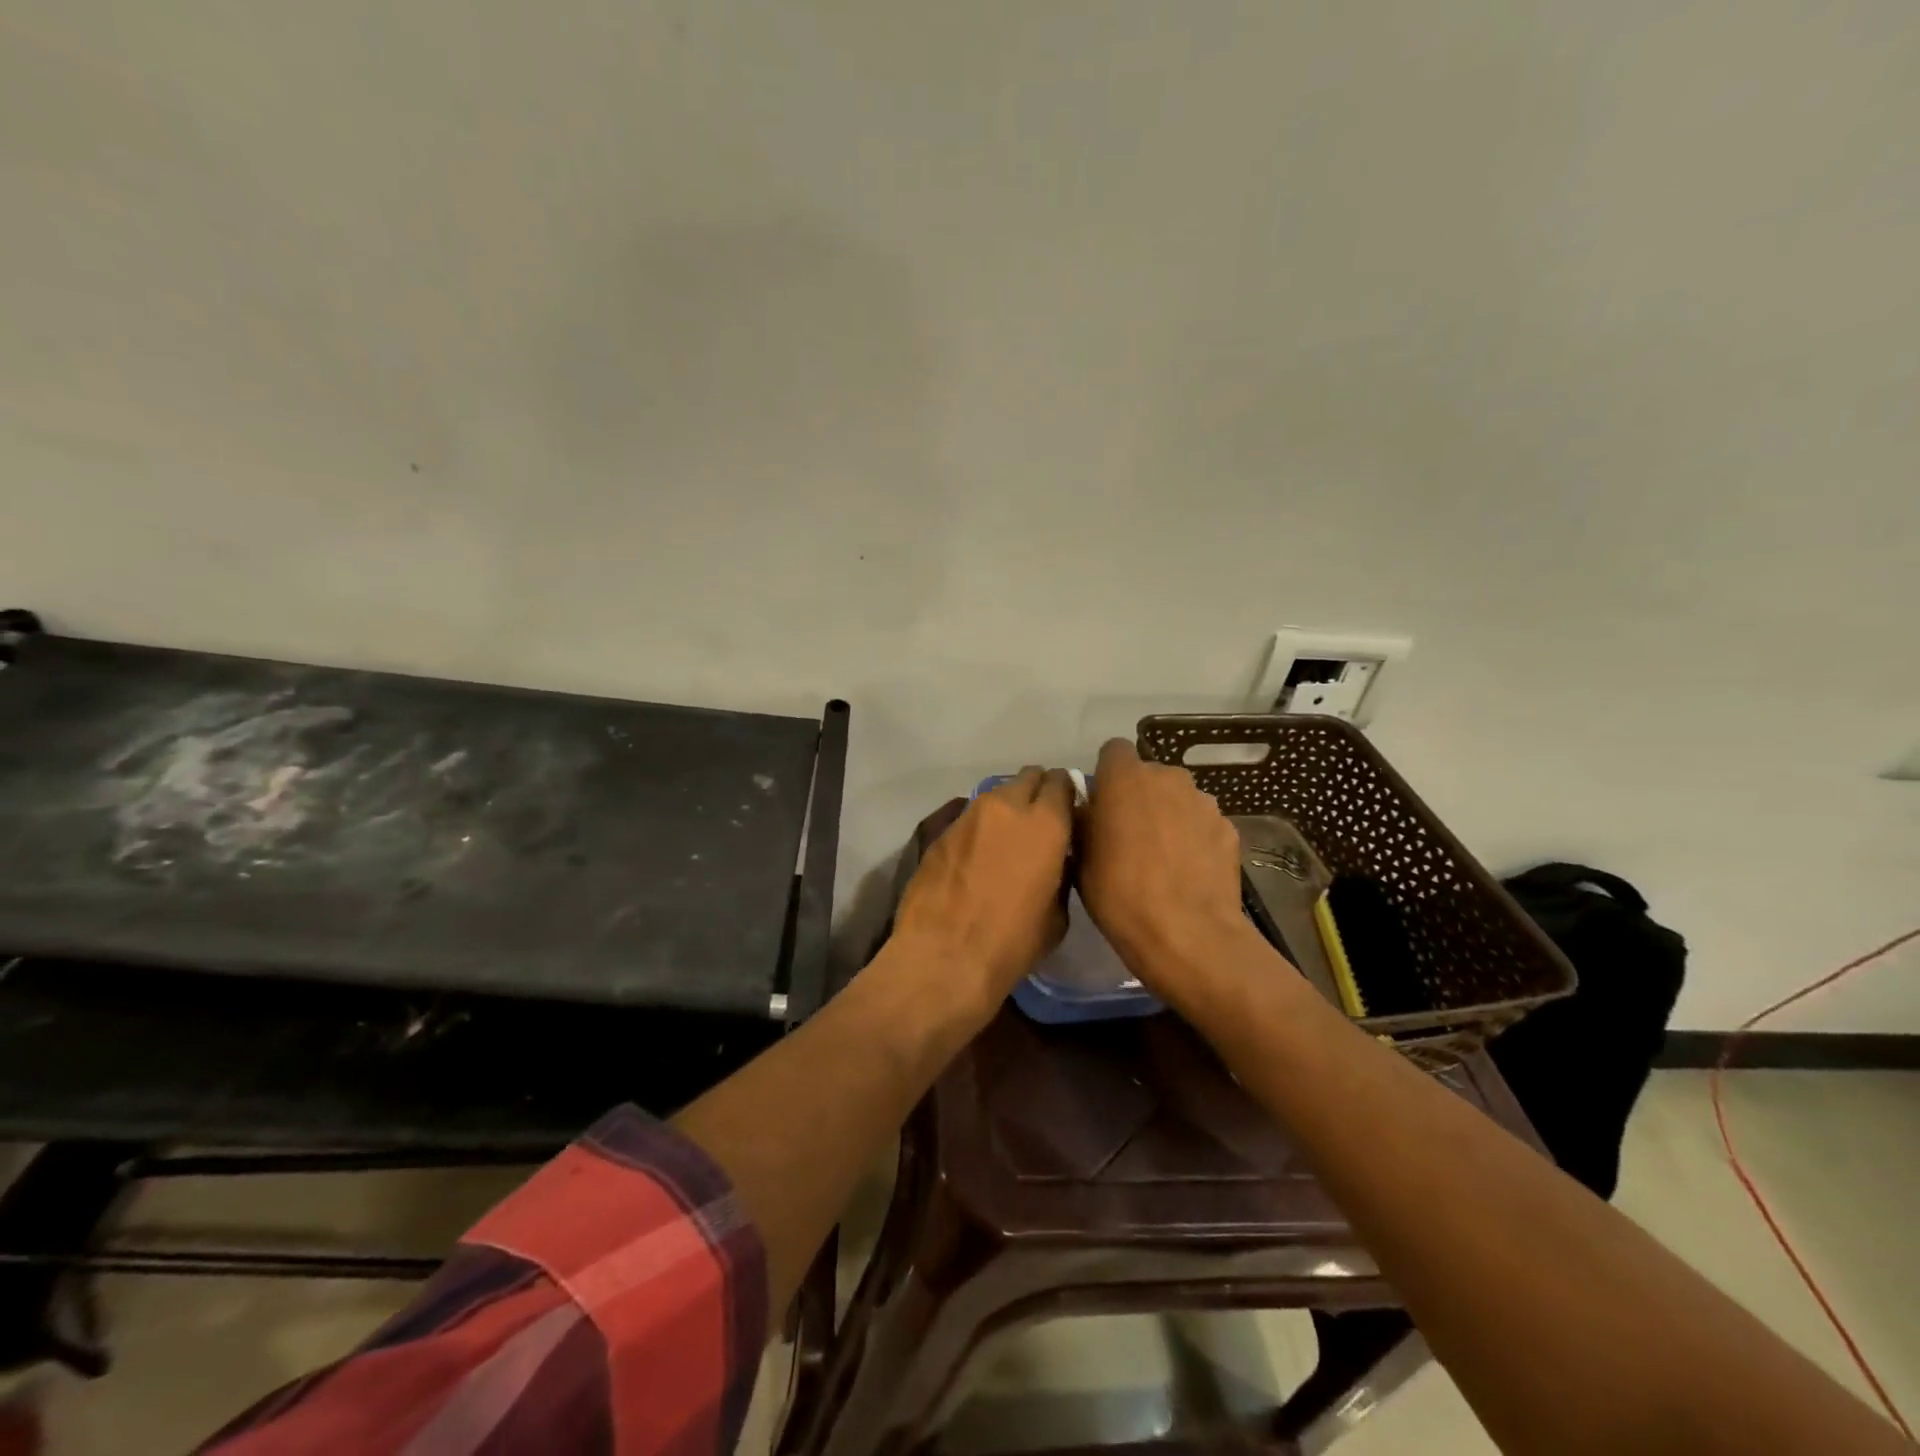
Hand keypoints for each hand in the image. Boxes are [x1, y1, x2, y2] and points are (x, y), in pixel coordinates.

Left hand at [892, 767, 1074, 1011]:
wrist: (943, 957)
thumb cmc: (1012, 943)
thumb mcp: (1057, 915)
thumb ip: (1061, 872)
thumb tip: (1056, 859)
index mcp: (1046, 822)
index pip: (1062, 782)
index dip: (1067, 795)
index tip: (1068, 814)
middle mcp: (1007, 806)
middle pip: (1028, 777)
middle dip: (1037, 792)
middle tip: (1039, 822)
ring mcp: (969, 814)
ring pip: (996, 794)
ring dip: (1007, 809)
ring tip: (1006, 840)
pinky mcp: (940, 830)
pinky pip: (969, 816)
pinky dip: (980, 827)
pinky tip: (977, 856)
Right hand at [1076, 739, 1249, 993]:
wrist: (1187, 934)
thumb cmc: (1119, 893)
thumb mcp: (1080, 857)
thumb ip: (1084, 820)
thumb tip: (1089, 809)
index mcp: (1125, 777)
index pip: (1114, 750)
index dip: (1107, 774)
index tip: (1102, 803)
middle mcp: (1167, 777)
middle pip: (1149, 774)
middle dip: (1139, 795)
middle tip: (1129, 834)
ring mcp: (1203, 802)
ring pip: (1178, 798)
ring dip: (1169, 815)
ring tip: (1163, 857)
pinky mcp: (1228, 828)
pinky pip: (1202, 824)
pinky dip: (1194, 838)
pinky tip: (1189, 872)